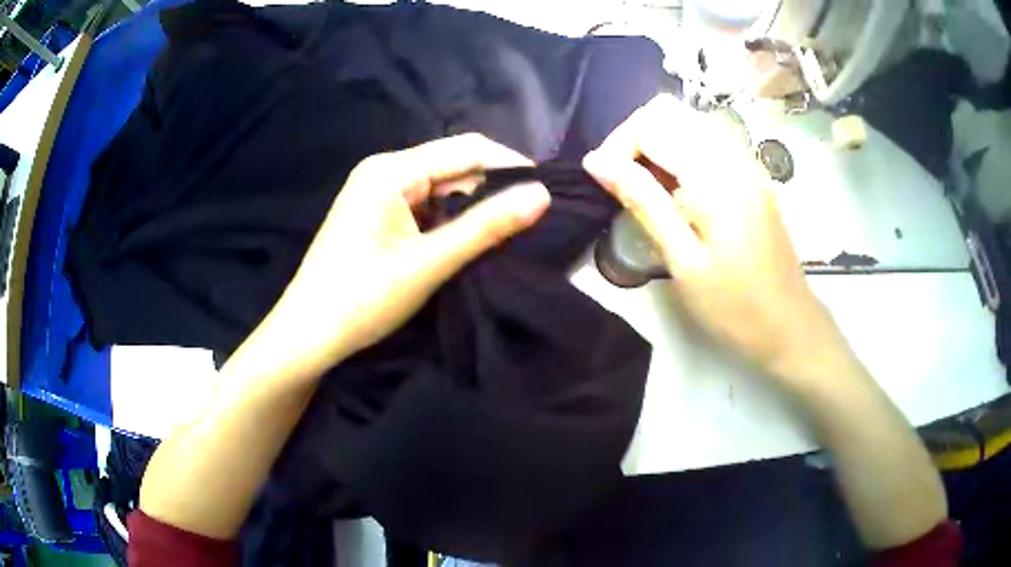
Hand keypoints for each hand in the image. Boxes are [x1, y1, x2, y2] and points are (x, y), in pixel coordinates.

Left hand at [245, 134, 549, 381]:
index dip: (511, 165)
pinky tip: (465, 241)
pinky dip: (448, 219)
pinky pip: (423, 204)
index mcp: (392, 170)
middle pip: (453, 165)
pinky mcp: (375, 213)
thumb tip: (542, 195)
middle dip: (492, 188)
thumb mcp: (429, 263)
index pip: (467, 149)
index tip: (546, 193)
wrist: (307, 334)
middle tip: (530, 220)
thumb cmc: (362, 299)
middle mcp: (383, 169)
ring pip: (440, 187)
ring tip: (505, 233)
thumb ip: (486, 226)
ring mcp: (376, 191)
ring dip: (471, 207)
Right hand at [583, 96, 849, 384]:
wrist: (789, 325)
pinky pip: (705, 139)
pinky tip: (676, 190)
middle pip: (668, 111)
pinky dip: (679, 151)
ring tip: (646, 188)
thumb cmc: (735, 306)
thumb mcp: (683, 261)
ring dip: (656, 144)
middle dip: (634, 138)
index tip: (605, 184)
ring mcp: (746, 161)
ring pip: (687, 121)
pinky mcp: (751, 173)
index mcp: (716, 176)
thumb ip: (642, 202)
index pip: (651, 125)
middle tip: (623, 183)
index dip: (618, 146)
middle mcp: (733, 154)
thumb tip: (596, 163)